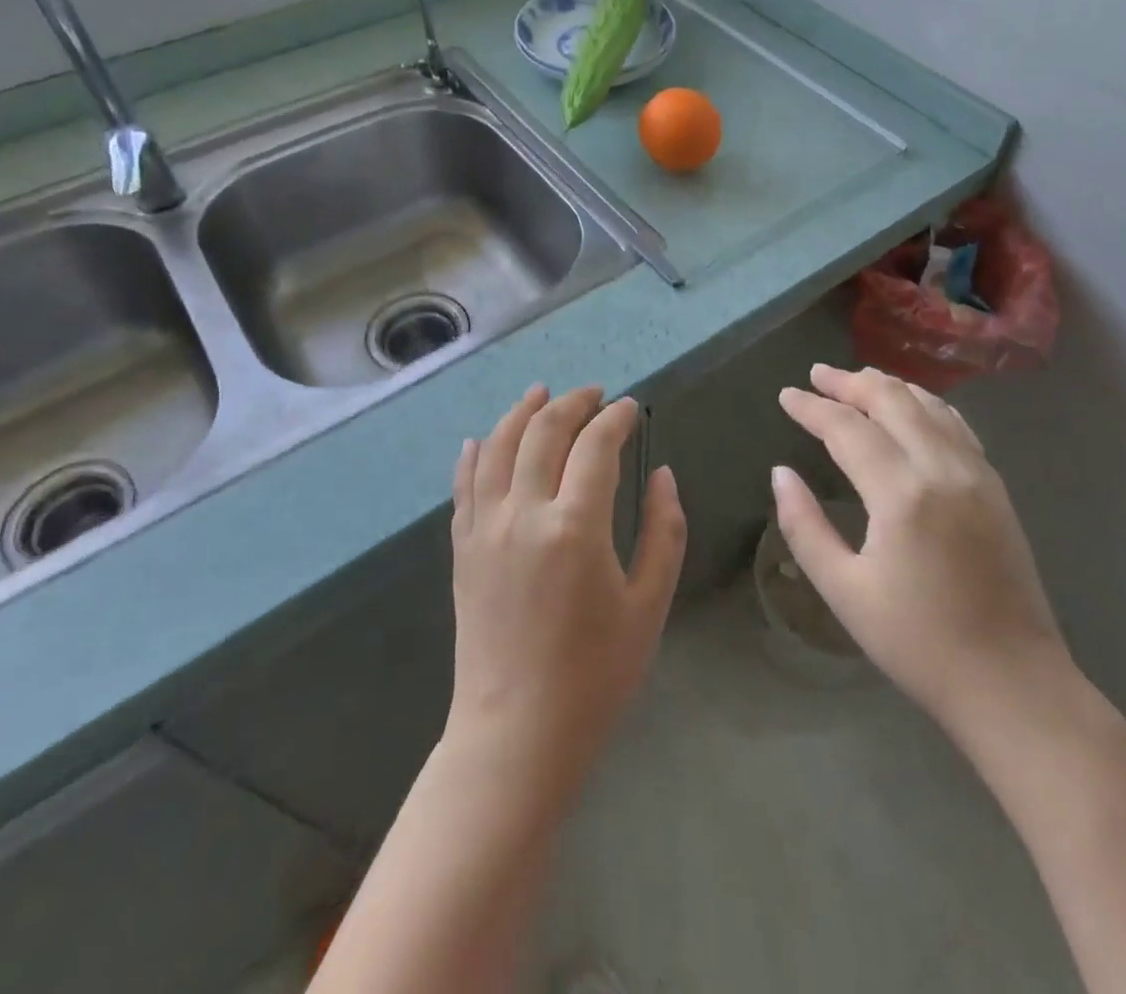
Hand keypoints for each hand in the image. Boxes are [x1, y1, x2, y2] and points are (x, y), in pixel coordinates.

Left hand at [447, 385, 685, 789]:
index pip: (595, 445)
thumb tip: (661, 474)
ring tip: (541, 393)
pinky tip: (481, 438)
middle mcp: (523, 514)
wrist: (516, 734)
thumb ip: (663, 531)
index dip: (615, 418)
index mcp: (575, 526)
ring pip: (496, 446)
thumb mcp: (649, 604)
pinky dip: (474, 453)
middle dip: (572, 403)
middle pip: (543, 432)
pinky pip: (463, 485)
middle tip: (595, 395)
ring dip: (520, 413)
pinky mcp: (462, 548)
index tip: (631, 408)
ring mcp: (484, 528)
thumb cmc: (595, 675)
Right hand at [774, 365, 1067, 737]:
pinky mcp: (996, 488)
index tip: (785, 395)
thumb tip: (781, 474)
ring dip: (889, 386)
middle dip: (849, 382)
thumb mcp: (844, 591)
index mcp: (902, 494)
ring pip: (929, 405)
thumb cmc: (918, 644)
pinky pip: (957, 425)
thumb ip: (804, 526)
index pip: (847, 429)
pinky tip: (912, 408)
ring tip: (856, 381)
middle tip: (816, 375)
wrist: (1013, 683)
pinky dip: (925, 404)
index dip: (812, 408)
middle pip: (892, 400)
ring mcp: (977, 474)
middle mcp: (943, 469)